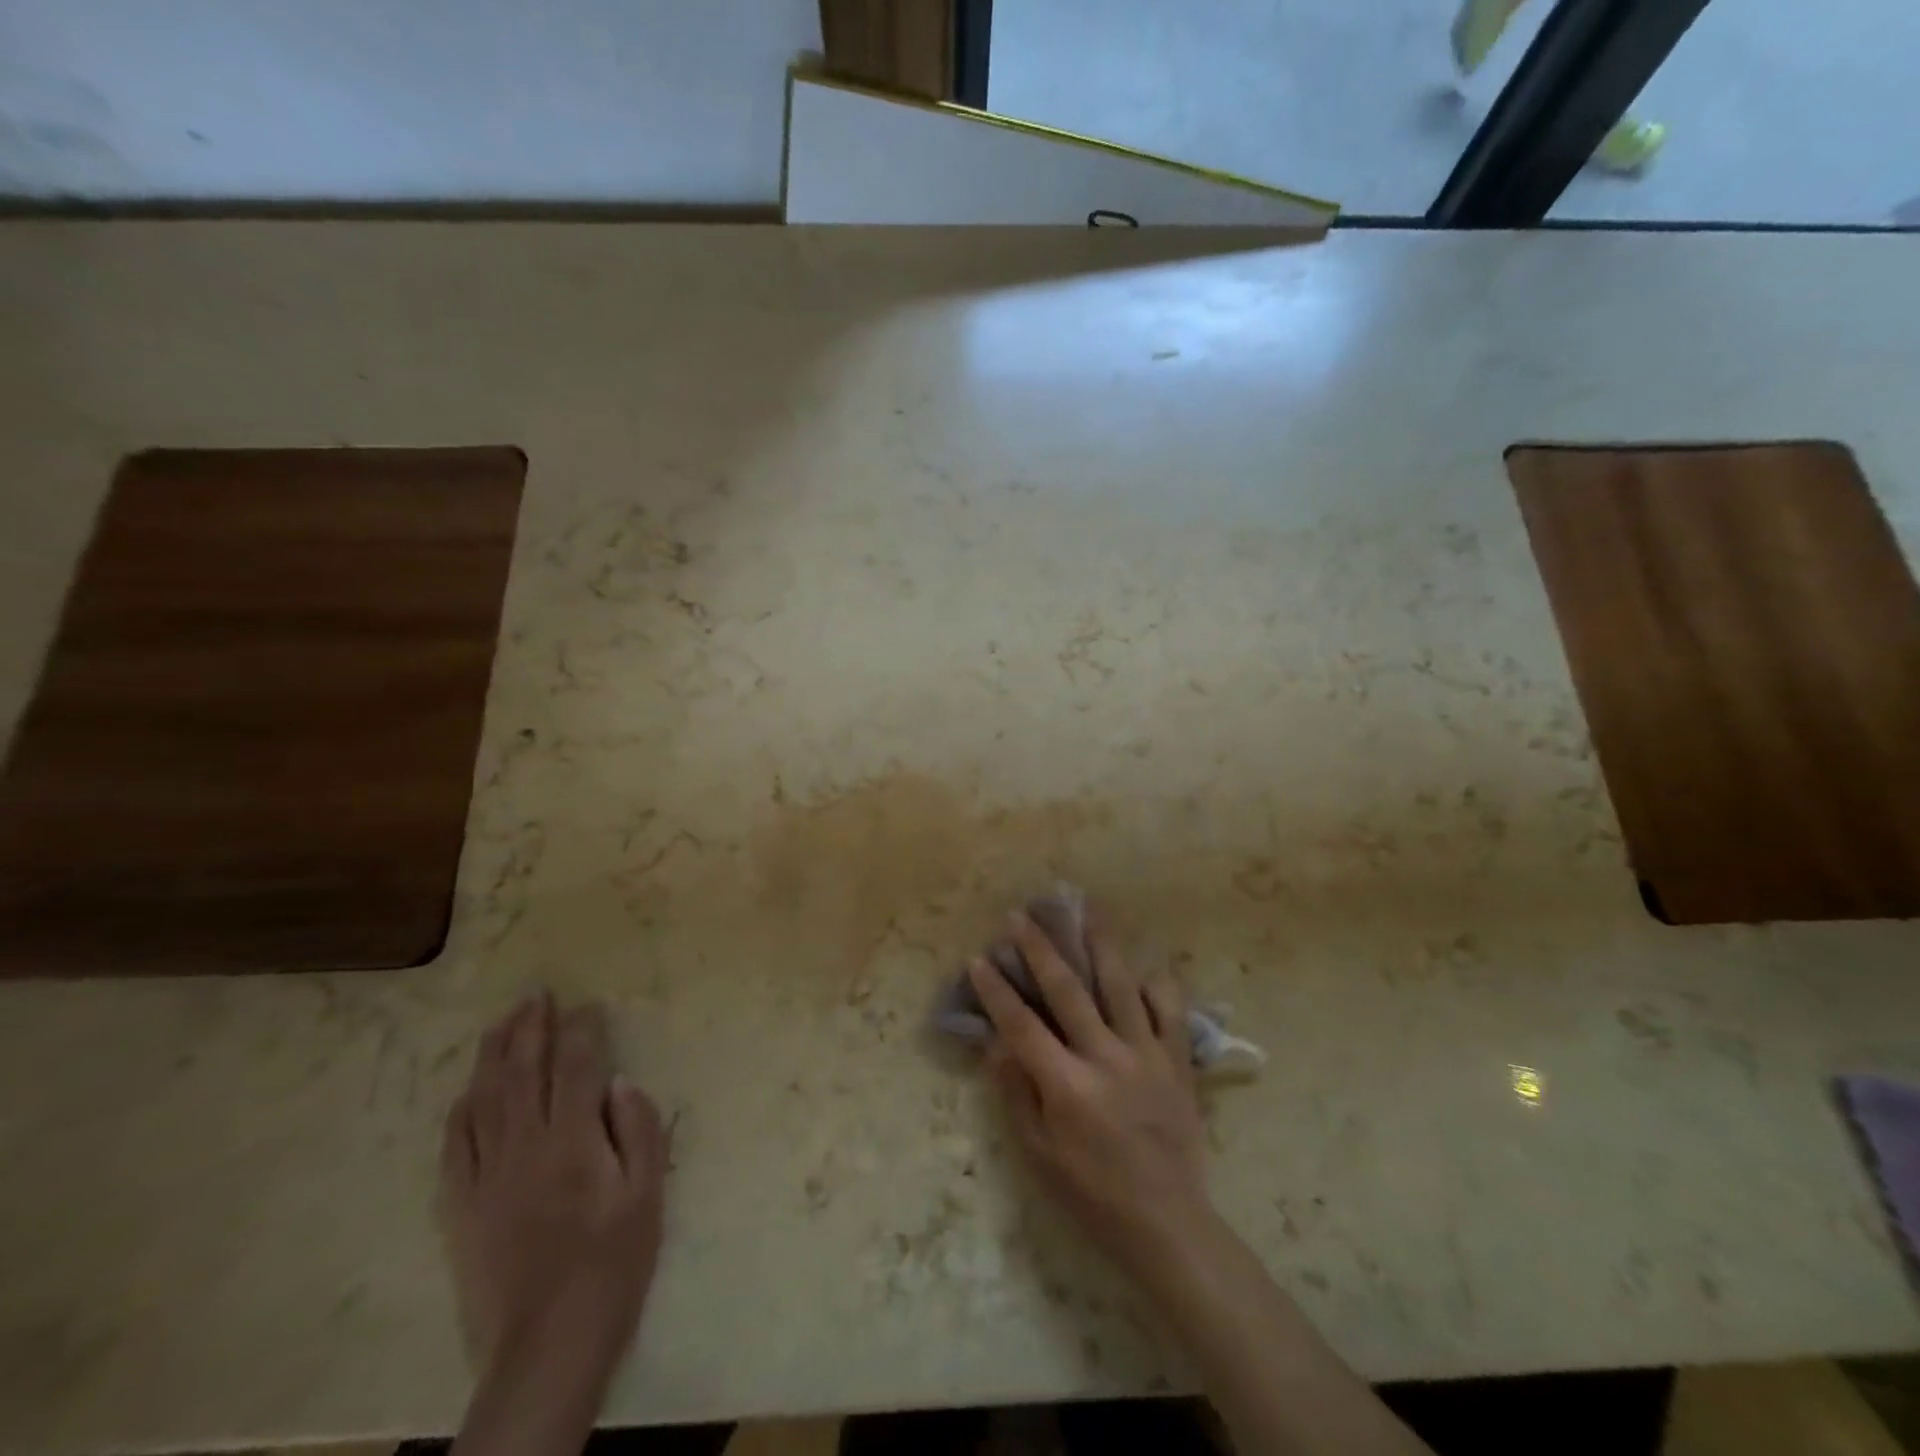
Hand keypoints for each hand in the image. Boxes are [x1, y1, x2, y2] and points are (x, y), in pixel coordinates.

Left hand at [441, 993, 667, 1387]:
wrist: (547, 1342)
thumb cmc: (613, 1262)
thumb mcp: (647, 1195)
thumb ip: (638, 1131)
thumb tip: (620, 1081)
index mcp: (574, 1141)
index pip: (576, 1067)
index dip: (581, 1030)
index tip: (586, 1005)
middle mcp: (525, 1146)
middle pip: (524, 1072)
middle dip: (532, 1027)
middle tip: (537, 994)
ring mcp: (488, 1174)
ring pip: (485, 1098)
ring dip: (494, 1053)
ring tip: (504, 1021)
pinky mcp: (462, 1204)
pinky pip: (456, 1143)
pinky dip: (463, 1107)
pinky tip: (470, 1087)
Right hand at [968, 911, 1212, 1274]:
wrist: (1167, 1222)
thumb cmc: (1092, 1193)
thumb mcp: (1039, 1155)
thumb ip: (1017, 1093)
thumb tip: (996, 1043)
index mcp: (1067, 1085)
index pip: (1021, 1024)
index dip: (996, 990)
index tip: (978, 958)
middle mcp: (1106, 1058)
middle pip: (1067, 990)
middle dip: (1039, 948)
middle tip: (1021, 916)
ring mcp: (1147, 1054)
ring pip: (1120, 985)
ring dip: (1100, 944)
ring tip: (1087, 909)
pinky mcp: (1177, 1060)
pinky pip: (1170, 1010)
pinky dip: (1157, 985)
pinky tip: (1145, 967)